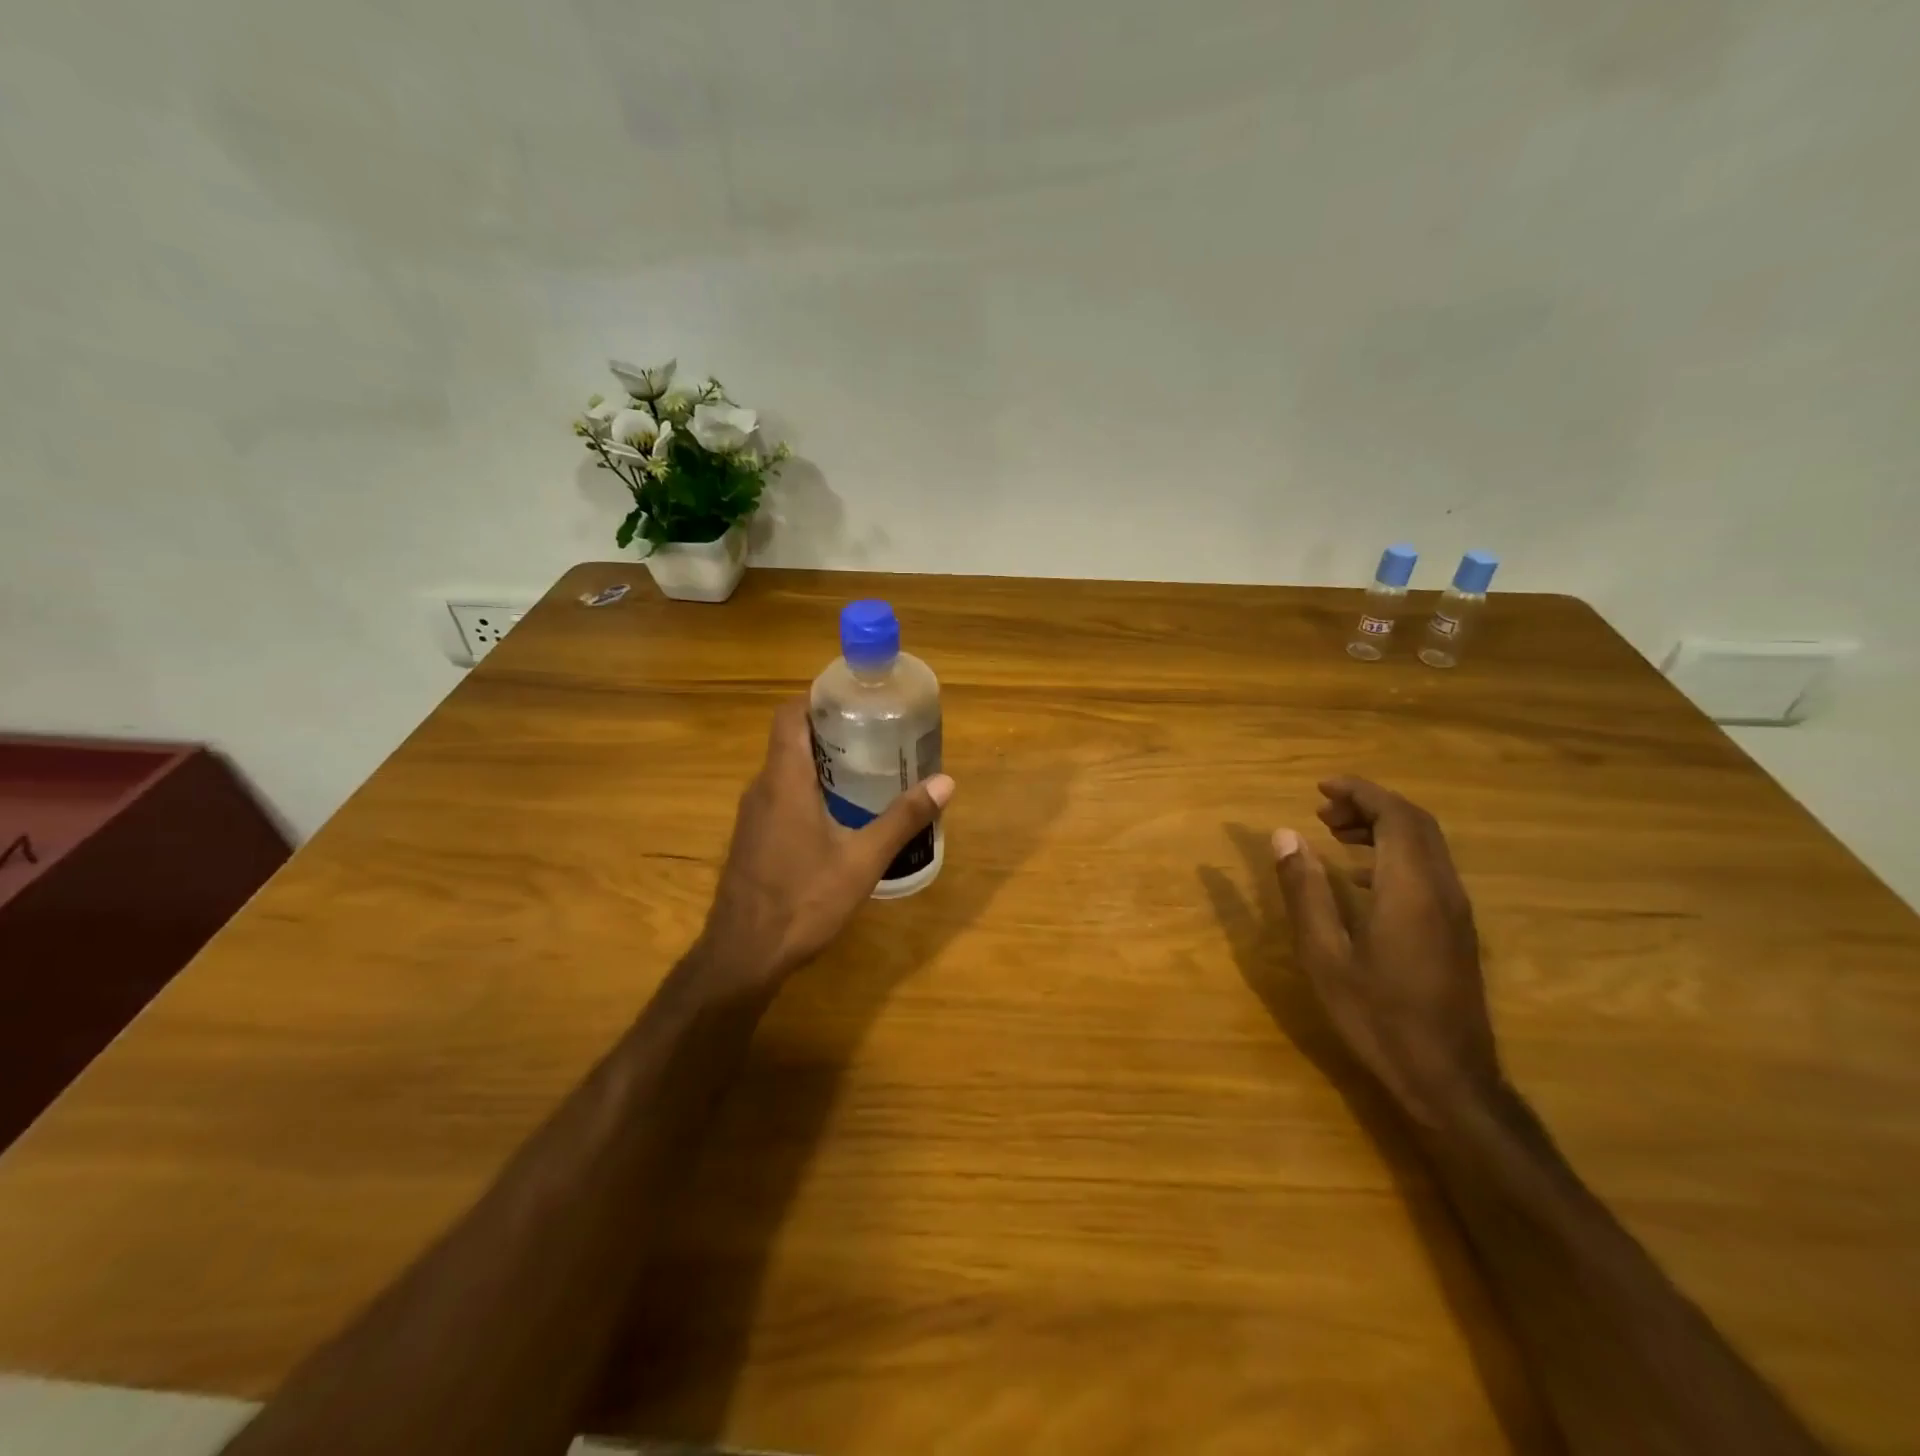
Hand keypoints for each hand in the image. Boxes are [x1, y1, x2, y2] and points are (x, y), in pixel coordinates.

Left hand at [694, 699, 952, 992]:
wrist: (744, 955)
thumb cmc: (803, 900)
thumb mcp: (863, 860)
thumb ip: (903, 819)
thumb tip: (946, 782)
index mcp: (784, 780)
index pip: (790, 715)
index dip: (818, 697)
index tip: (854, 696)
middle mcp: (761, 788)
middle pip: (791, 740)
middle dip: (831, 729)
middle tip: (876, 732)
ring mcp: (752, 815)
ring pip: (785, 770)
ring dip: (821, 762)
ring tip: (867, 767)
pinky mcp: (752, 838)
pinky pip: (780, 796)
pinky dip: (809, 789)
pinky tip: (840, 812)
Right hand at [1271, 778, 1500, 1125]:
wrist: (1448, 1080)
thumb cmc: (1378, 1016)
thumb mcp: (1325, 955)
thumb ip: (1305, 890)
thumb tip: (1285, 834)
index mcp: (1410, 888)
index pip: (1395, 816)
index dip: (1360, 792)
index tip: (1321, 787)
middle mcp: (1442, 889)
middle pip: (1415, 824)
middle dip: (1370, 804)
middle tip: (1323, 808)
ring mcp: (1456, 911)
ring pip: (1426, 846)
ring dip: (1383, 828)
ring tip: (1334, 833)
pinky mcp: (1457, 931)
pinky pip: (1428, 870)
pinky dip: (1393, 854)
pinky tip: (1359, 878)